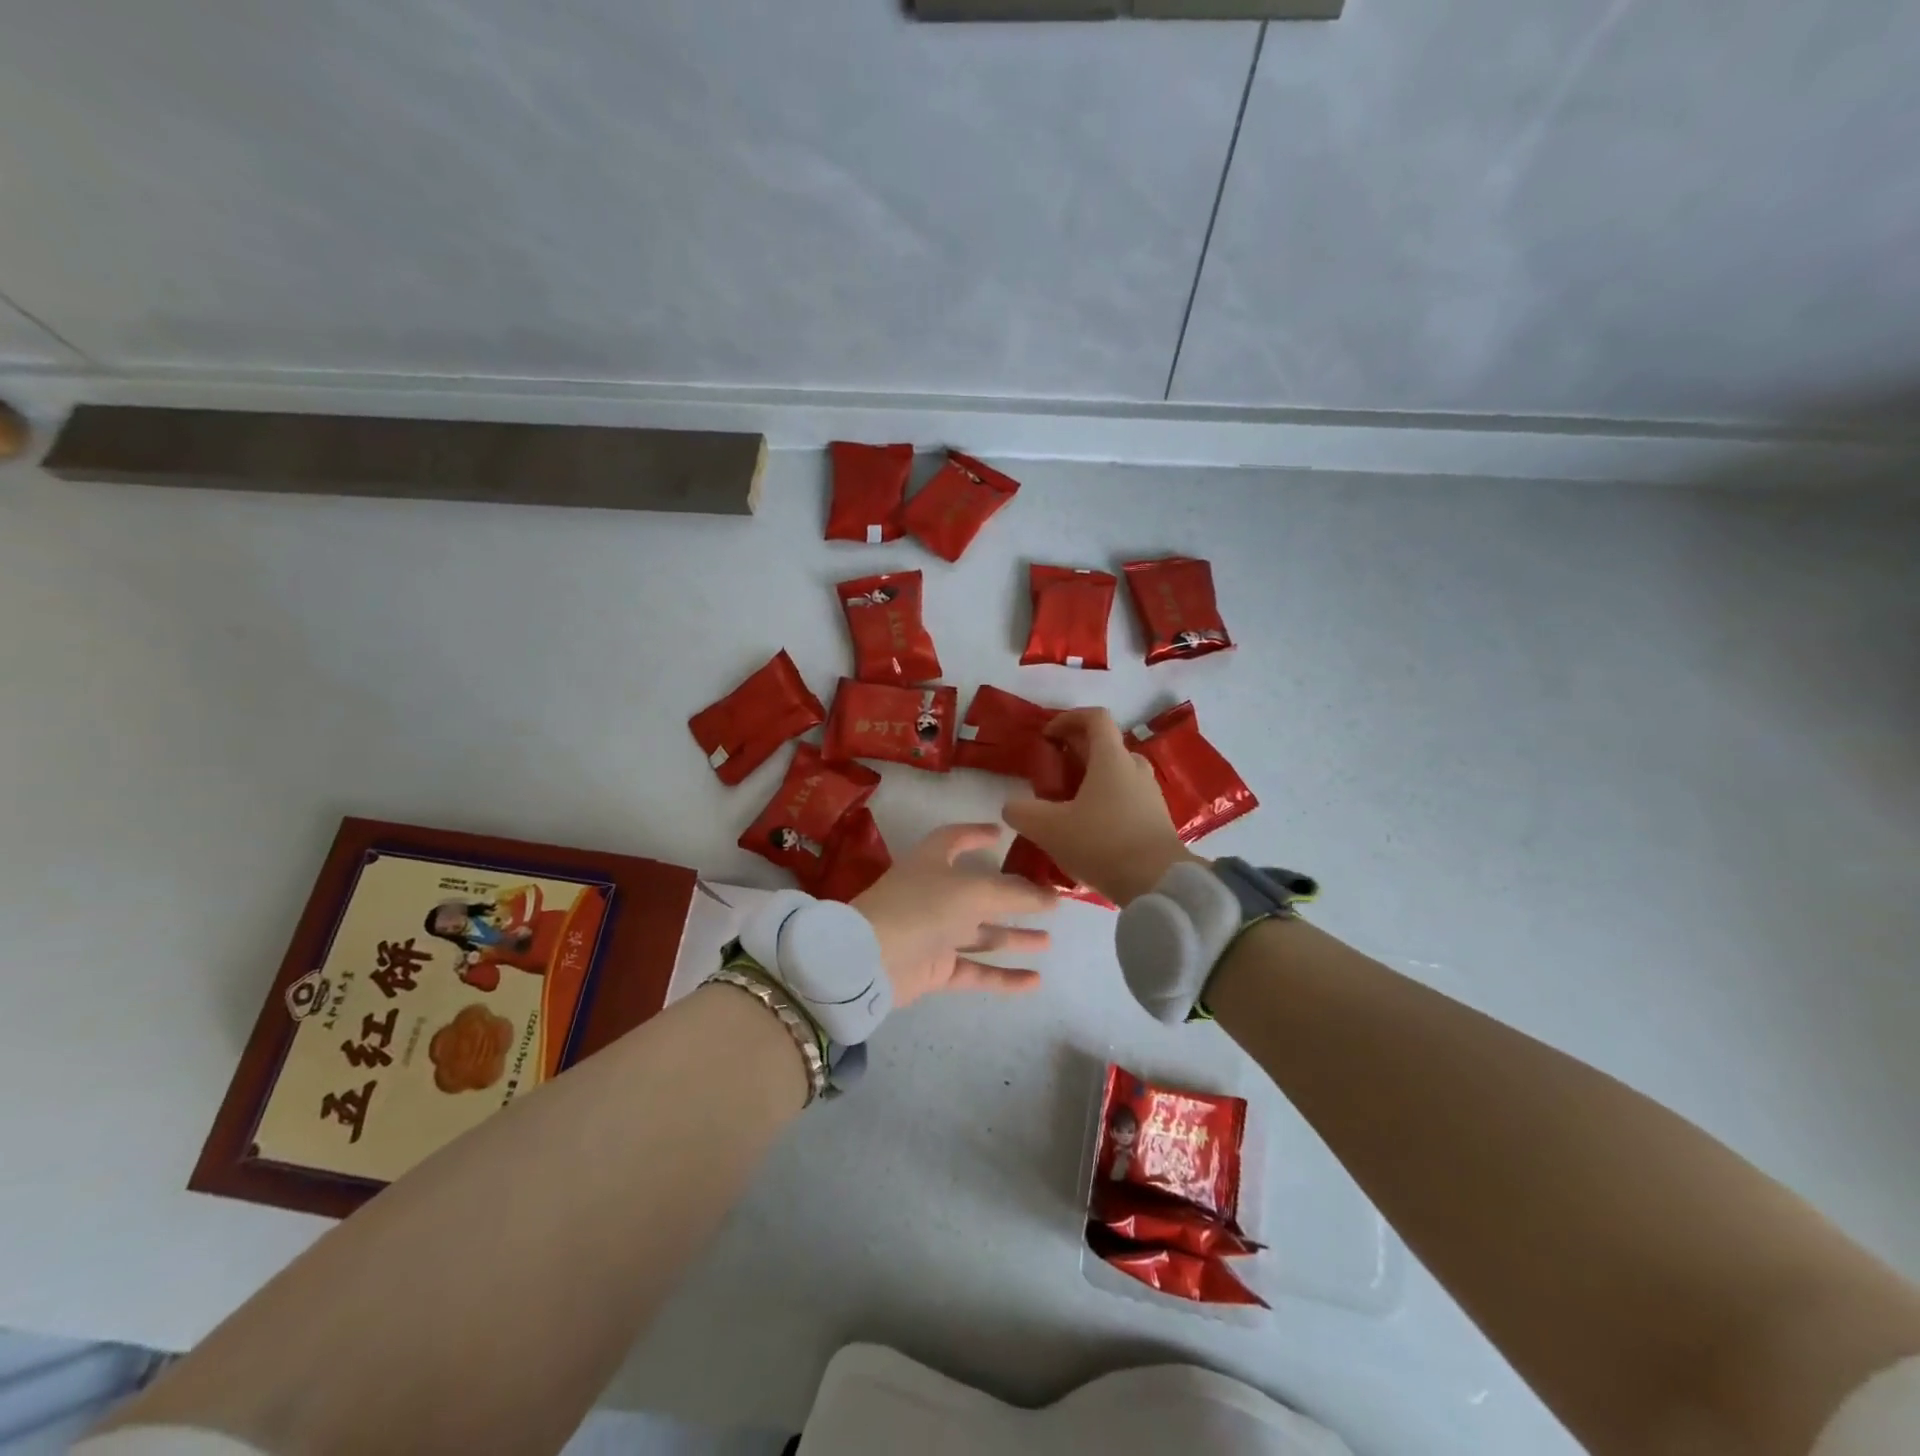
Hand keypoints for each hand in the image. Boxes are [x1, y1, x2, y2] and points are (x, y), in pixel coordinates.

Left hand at [854, 824, 1057, 1008]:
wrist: (871, 961)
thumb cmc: (921, 908)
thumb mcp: (973, 891)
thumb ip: (1014, 894)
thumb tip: (1050, 895)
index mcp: (932, 862)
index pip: (954, 840)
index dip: (976, 834)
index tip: (1002, 834)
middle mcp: (933, 894)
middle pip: (978, 893)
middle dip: (1011, 897)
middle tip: (1049, 900)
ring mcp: (933, 933)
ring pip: (980, 934)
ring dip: (1013, 937)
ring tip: (1049, 941)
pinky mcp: (934, 969)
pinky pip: (975, 971)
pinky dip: (1003, 977)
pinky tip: (1035, 981)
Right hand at [1002, 708, 1199, 905]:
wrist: (1158, 883)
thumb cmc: (1102, 843)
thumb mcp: (1049, 828)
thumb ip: (1022, 812)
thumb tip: (1012, 806)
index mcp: (1111, 758)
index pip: (1095, 717)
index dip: (1068, 718)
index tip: (1047, 736)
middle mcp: (1135, 768)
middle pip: (1104, 745)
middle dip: (1075, 752)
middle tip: (1051, 774)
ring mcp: (1150, 794)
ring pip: (1116, 774)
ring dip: (1091, 780)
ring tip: (1066, 806)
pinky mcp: (1156, 820)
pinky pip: (1126, 799)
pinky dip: (1105, 803)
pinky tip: (1088, 831)